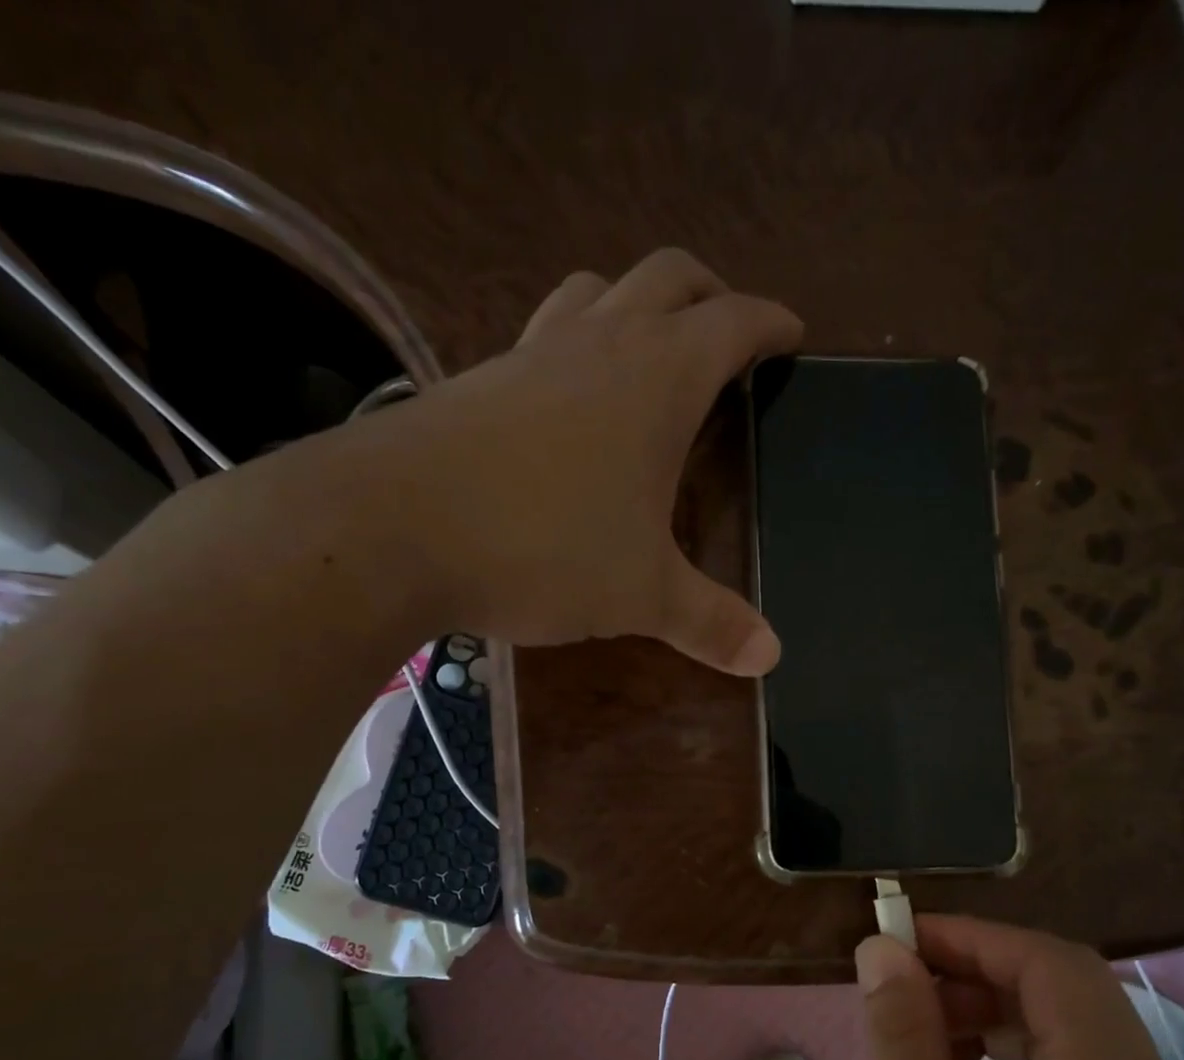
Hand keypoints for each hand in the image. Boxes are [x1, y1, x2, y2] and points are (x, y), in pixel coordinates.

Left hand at [310, 248, 801, 674]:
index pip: (732, 323)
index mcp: (658, 378)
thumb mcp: (641, 595)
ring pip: (598, 292)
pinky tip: (569, 399)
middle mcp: (599, 344)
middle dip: (710, 294)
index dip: (769, 323)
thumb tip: (771, 658)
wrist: (392, 527)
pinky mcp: (479, 378)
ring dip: (636, 304)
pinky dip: (575, 344)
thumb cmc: (542, 548)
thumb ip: (710, 622)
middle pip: (667, 277)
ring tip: (651, 351)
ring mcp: (531, 353)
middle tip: (729, 333)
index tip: (791, 333)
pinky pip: (543, 335)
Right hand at [852, 916, 1183, 1059]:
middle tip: (903, 996)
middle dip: (981, 978)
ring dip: (995, 1024)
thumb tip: (883, 948)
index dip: (974, 938)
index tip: (899, 942)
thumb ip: (900, 1033)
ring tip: (921, 1052)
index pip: (1055, 967)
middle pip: (1072, 1000)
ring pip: (1075, 1044)